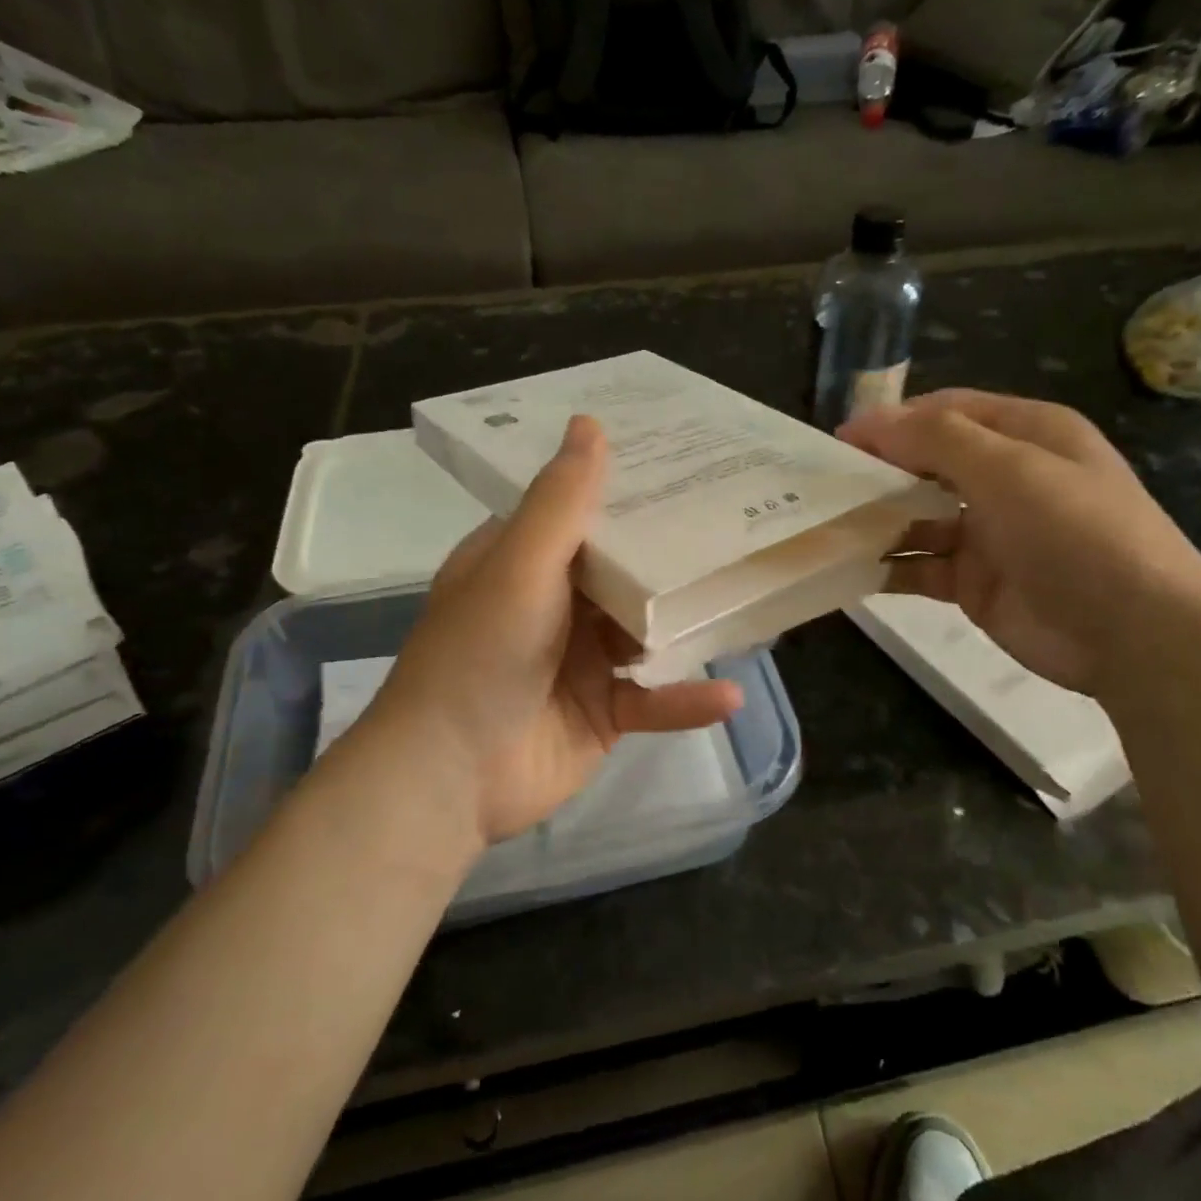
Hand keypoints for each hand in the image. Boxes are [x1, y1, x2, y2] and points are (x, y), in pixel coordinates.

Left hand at [361, 415, 742, 846]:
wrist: (449, 777)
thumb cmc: (480, 654)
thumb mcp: (520, 567)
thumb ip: (561, 502)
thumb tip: (588, 423)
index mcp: (523, 562)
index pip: (580, 511)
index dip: (626, 489)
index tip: (684, 464)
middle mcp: (554, 605)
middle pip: (624, 570)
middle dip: (672, 553)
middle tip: (738, 520)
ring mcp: (582, 662)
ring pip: (648, 633)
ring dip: (687, 624)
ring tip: (750, 597)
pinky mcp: (604, 714)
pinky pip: (653, 701)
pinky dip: (686, 700)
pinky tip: (729, 695)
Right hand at [839, 390, 1200, 695]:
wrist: (1134, 634)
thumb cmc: (1076, 533)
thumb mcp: (1010, 469)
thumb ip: (937, 440)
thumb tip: (869, 422)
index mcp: (1025, 436)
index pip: (946, 413)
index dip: (892, 422)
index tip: (839, 441)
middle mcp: (1005, 479)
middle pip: (927, 464)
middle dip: (879, 471)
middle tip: (824, 485)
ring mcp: (989, 534)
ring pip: (918, 518)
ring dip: (878, 520)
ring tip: (827, 526)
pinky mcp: (975, 584)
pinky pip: (920, 567)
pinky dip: (888, 566)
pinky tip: (850, 569)